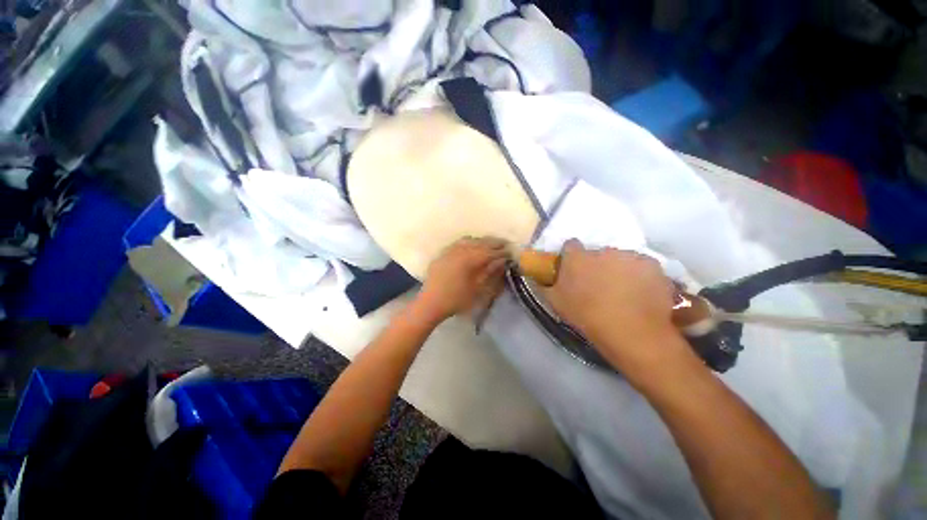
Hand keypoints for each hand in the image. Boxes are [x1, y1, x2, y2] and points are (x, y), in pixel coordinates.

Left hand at [415, 237, 508, 322]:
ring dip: (482, 241)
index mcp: (470, 260)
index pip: (490, 252)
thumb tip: (501, 261)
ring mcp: (450, 251)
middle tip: (505, 243)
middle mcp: (460, 251)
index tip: (511, 251)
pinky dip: (469, 242)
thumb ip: (489, 273)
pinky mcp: (443, 253)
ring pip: (470, 240)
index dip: (502, 252)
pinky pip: (458, 243)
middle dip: (494, 243)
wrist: (430, 303)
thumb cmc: (456, 300)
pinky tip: (472, 245)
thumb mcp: (477, 289)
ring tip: (490, 243)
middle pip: (481, 243)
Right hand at [541, 239, 690, 377]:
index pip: (570, 245)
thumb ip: (544, 285)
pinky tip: (640, 293)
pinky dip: (640, 276)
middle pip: (597, 253)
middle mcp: (602, 250)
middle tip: (599, 284)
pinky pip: (642, 266)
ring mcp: (629, 256)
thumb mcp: (556, 303)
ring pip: (621, 258)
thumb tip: (536, 276)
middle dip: (597, 264)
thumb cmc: (587, 316)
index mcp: (577, 258)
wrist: (632, 332)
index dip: (571, 256)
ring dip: (619, 269)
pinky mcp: (652, 264)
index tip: (573, 267)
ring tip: (623, 291)